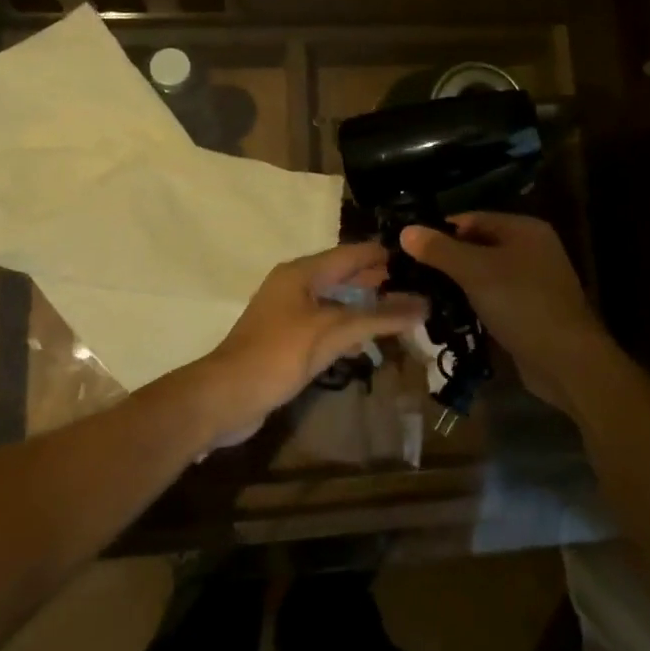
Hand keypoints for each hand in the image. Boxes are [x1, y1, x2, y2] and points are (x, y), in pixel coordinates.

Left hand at [185, 241, 427, 445]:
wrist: (226, 397)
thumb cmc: (279, 354)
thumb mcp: (333, 332)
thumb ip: (378, 317)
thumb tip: (424, 304)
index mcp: (301, 273)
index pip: (350, 253)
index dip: (381, 254)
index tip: (417, 257)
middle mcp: (294, 285)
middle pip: (341, 274)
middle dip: (375, 279)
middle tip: (414, 285)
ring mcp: (287, 313)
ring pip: (333, 301)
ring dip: (363, 305)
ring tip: (397, 310)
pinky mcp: (285, 339)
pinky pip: (324, 324)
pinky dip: (346, 327)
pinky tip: (364, 342)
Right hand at [400, 214, 615, 419]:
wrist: (566, 362)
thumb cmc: (521, 304)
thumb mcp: (476, 272)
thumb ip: (440, 250)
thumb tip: (405, 230)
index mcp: (524, 229)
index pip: (471, 219)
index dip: (439, 231)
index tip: (407, 247)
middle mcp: (531, 249)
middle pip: (477, 246)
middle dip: (445, 260)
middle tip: (409, 273)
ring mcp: (532, 282)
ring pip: (483, 274)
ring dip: (456, 284)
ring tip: (421, 294)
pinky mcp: (528, 311)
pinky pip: (492, 298)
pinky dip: (471, 303)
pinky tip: (447, 315)